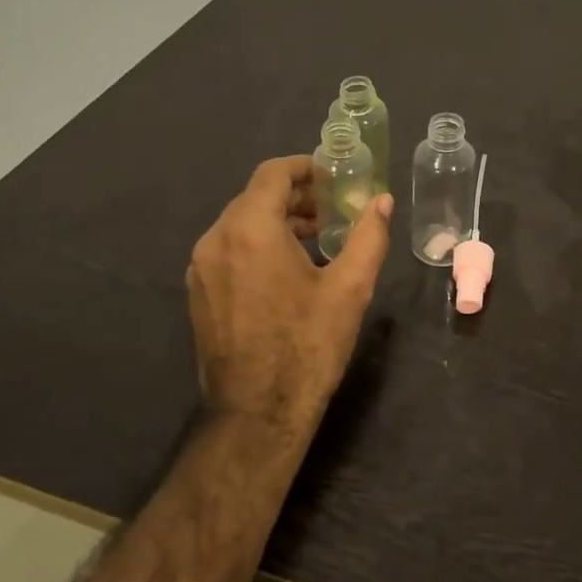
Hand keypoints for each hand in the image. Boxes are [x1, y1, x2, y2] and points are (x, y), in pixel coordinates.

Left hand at [187, 156, 393, 430]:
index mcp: (251, 230)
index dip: (304, 168)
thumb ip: (368, 236)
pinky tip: (286, 270)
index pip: (272, 173)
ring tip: (315, 240)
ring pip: (240, 223)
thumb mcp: (350, 288)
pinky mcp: (198, 292)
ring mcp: (201, 267)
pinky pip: (228, 249)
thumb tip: (383, 201)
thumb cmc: (308, 346)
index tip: (333, 178)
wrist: (257, 413)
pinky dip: (257, 244)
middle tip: (332, 212)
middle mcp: (216, 239)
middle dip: (295, 197)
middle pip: (255, 196)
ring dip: (277, 220)